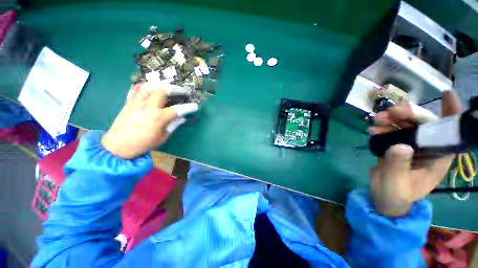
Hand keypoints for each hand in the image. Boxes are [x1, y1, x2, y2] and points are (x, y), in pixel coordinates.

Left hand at [101, 82, 197, 158]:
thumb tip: (181, 118)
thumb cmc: (143, 144)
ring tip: (167, 87)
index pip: (177, 109)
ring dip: (160, 85)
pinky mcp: (128, 102)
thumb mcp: (162, 137)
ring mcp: (137, 103)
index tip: (195, 106)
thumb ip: (173, 125)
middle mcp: (148, 107)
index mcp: (158, 118)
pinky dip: (144, 87)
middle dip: (174, 89)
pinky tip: (150, 88)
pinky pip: (136, 89)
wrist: (118, 146)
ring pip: (148, 86)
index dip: (188, 107)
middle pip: (162, 91)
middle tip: (181, 92)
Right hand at [368, 91, 460, 216]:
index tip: (446, 94)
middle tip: (389, 113)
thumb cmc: (395, 195)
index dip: (451, 113)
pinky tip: (373, 129)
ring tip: (376, 121)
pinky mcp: (397, 145)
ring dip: (392, 119)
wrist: (383, 197)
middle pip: (424, 123)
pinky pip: (393, 130)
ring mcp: (412, 146)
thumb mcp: (396, 184)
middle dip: (408, 114)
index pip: (450, 133)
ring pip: (407, 124)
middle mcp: (428, 148)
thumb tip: (400, 146)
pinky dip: (383, 127)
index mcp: (437, 158)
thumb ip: (398, 166)